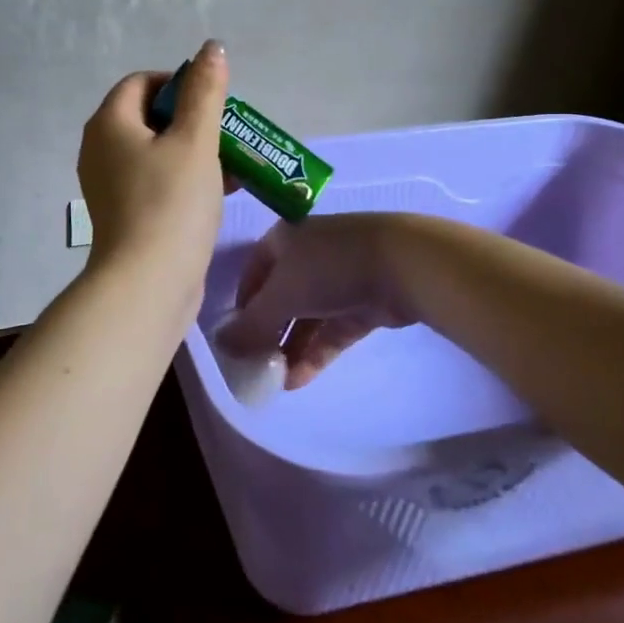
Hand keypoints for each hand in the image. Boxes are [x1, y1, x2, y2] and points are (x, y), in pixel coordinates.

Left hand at [77, 40, 229, 281]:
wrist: (148, 284)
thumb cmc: (171, 203)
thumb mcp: (196, 141)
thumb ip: (205, 92)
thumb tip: (210, 48)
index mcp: (109, 123)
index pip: (142, 82)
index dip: (179, 83)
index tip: (213, 104)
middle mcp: (100, 149)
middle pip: (149, 117)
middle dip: (192, 121)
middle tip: (226, 135)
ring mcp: (109, 185)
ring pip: (156, 152)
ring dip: (194, 152)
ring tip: (232, 164)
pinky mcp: (124, 214)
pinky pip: (155, 182)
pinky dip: (184, 179)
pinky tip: (220, 192)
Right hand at [213, 213, 417, 388]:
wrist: (402, 264)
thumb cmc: (329, 268)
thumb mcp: (281, 296)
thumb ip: (250, 325)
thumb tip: (221, 346)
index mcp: (283, 240)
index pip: (252, 275)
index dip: (241, 307)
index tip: (234, 340)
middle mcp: (307, 255)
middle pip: (279, 299)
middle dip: (267, 334)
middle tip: (254, 367)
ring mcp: (337, 279)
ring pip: (306, 318)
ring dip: (289, 349)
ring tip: (273, 382)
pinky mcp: (361, 303)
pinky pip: (330, 331)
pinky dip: (314, 353)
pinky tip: (297, 381)